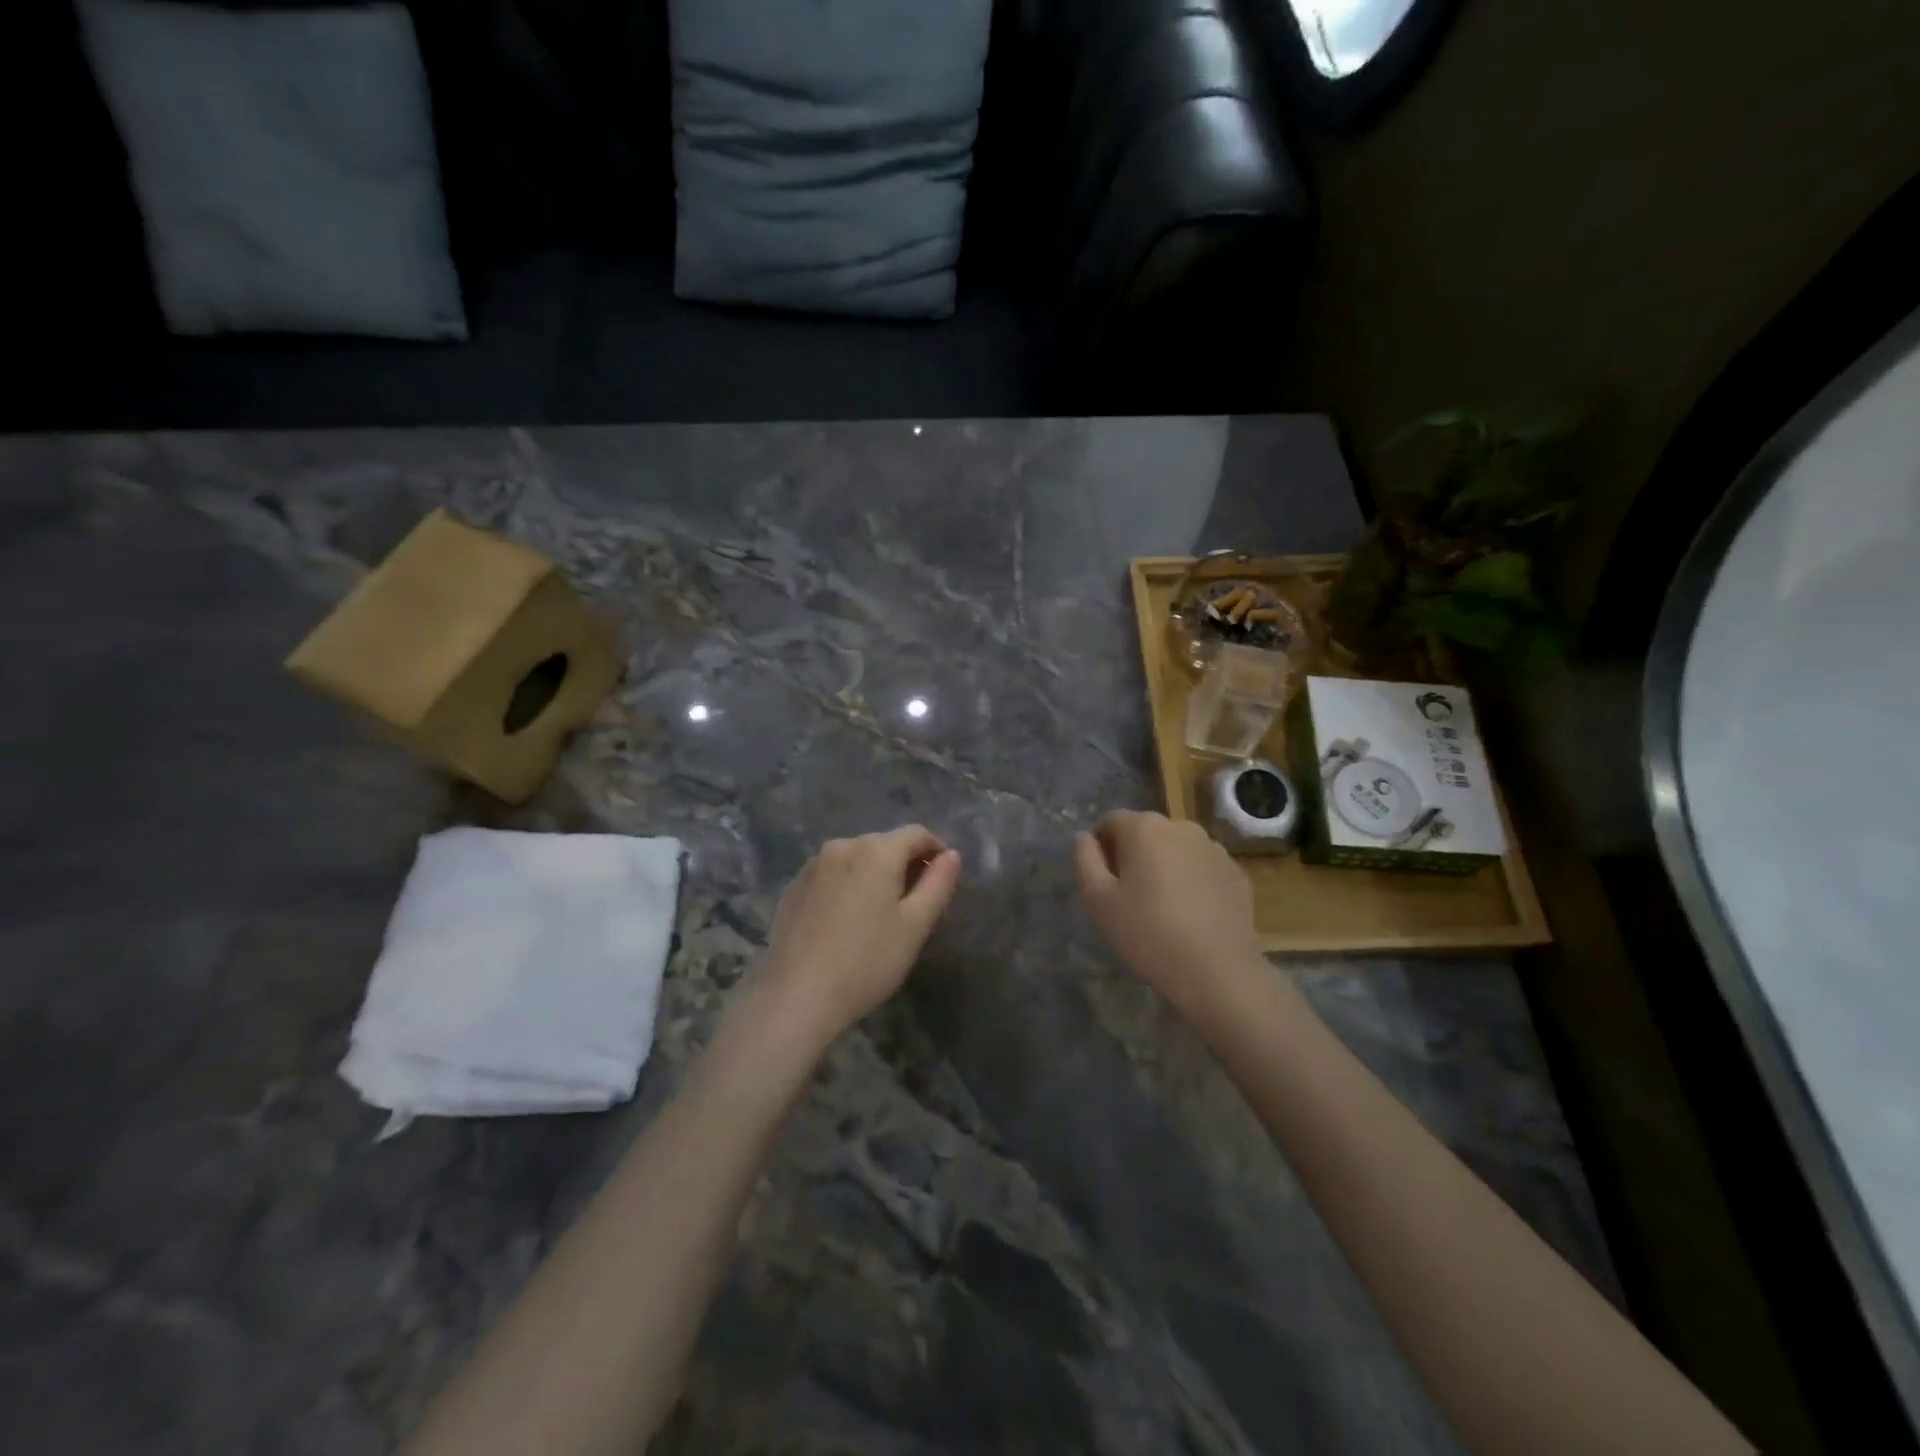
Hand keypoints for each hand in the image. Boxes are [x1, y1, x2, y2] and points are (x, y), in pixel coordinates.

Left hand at [753, 825, 961, 1042]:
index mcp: (876, 850)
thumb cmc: (867, 961)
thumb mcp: (915, 925)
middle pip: (884, 844)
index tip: (943, 881)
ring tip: (879, 916)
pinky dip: (847, 887)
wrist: (796, 997)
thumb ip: (938, 883)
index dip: (936, 851)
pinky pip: (831, 876)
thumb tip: (950, 855)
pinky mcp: (793, 888)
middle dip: (904, 865)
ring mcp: (812, 866)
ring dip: (874, 876)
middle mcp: (842, 846)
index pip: (917, 834)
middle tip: (914, 906)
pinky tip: (845, 923)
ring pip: (856, 860)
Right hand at [1073, 811, 1264, 1019]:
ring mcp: (1214, 848)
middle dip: (1132, 856)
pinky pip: (1201, 869)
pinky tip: (1191, 916)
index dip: (1100, 849)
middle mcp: (1181, 826)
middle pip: (1145, 833)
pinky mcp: (1236, 873)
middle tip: (1128, 898)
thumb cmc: (1148, 932)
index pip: (1110, 822)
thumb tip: (1084, 837)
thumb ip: (1084, 860)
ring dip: (1164, 867)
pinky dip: (1192, 882)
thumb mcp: (1097, 900)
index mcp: (1144, 827)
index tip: (1102, 883)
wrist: (1217, 970)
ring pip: (1175, 850)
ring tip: (1162, 909)